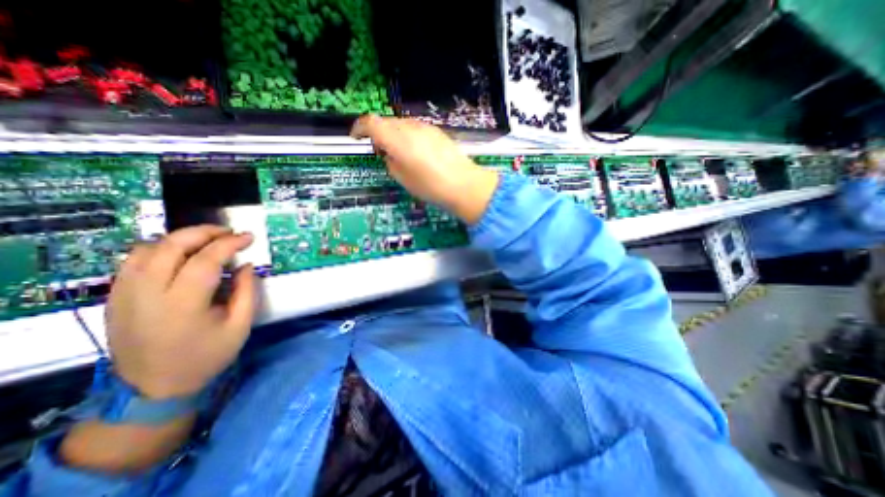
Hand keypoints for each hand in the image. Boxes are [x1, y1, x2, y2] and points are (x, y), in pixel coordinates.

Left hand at [107, 225, 258, 400]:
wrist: (153, 387)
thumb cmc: (206, 356)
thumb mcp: (240, 326)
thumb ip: (247, 292)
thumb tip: (246, 265)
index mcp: (183, 305)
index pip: (205, 260)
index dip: (229, 243)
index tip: (249, 237)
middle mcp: (147, 294)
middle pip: (170, 246)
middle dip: (203, 232)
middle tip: (228, 232)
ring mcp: (124, 294)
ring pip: (147, 248)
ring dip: (180, 238)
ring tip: (207, 240)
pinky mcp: (115, 297)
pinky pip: (133, 260)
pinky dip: (160, 249)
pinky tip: (180, 254)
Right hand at [352, 114, 496, 222]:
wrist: (464, 184)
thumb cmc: (430, 186)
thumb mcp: (403, 179)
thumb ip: (391, 162)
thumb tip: (389, 154)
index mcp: (397, 139)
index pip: (371, 123)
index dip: (359, 128)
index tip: (356, 137)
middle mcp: (410, 127)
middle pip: (386, 122)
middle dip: (377, 133)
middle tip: (379, 150)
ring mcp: (425, 127)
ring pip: (401, 124)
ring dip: (394, 134)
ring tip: (398, 153)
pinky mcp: (437, 132)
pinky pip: (415, 129)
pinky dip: (408, 136)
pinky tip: (415, 152)